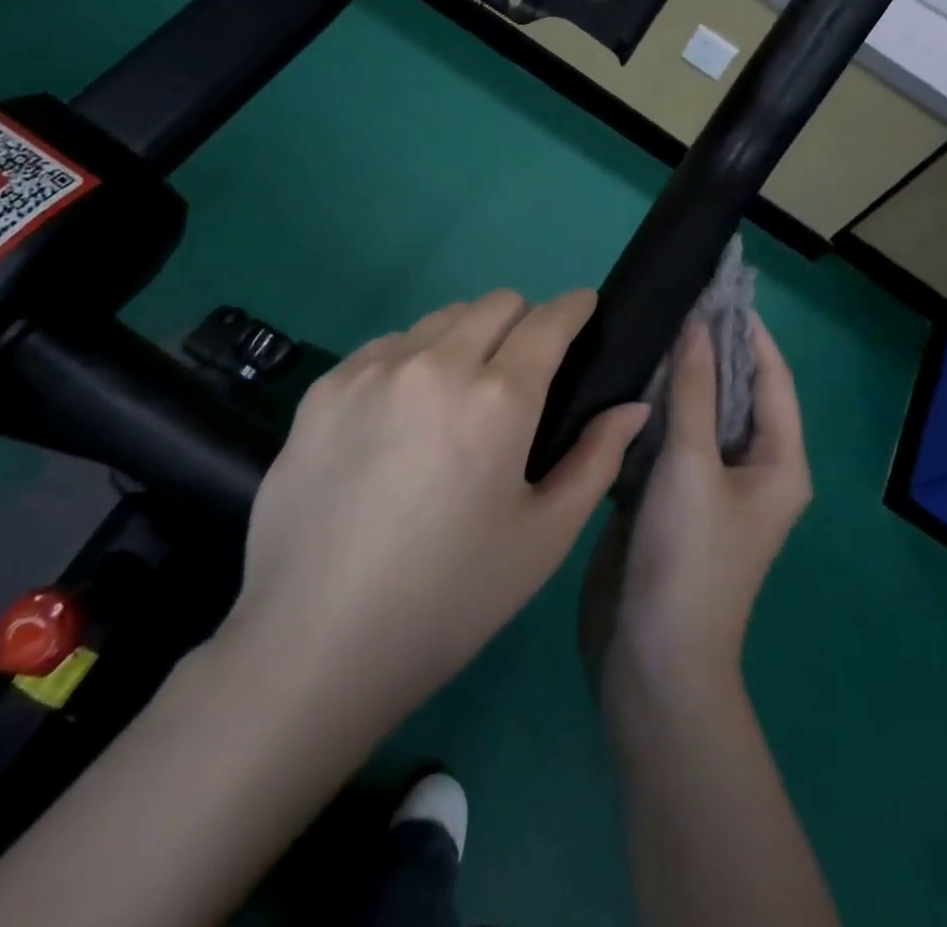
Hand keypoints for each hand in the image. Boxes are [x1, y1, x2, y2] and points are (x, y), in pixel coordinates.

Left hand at [215, 289, 649, 737]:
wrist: (314, 643)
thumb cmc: (449, 598)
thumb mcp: (544, 538)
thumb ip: (597, 459)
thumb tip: (632, 406)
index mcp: (498, 398)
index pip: (550, 319)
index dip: (576, 307)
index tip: (584, 311)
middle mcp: (436, 363)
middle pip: (498, 303)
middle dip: (525, 321)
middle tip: (524, 372)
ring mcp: (374, 369)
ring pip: (441, 318)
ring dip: (468, 338)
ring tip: (460, 395)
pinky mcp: (326, 387)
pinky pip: (388, 345)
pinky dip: (413, 359)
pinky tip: (403, 416)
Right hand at [580, 314, 810, 706]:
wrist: (652, 658)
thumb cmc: (688, 557)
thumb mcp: (691, 465)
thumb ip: (693, 391)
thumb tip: (697, 326)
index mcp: (778, 462)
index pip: (771, 378)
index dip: (750, 332)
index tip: (718, 289)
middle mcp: (750, 468)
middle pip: (734, 393)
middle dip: (709, 349)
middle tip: (672, 301)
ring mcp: (708, 484)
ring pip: (697, 414)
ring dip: (678, 377)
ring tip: (646, 329)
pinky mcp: (670, 498)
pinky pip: (668, 438)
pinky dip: (653, 409)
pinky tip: (624, 378)